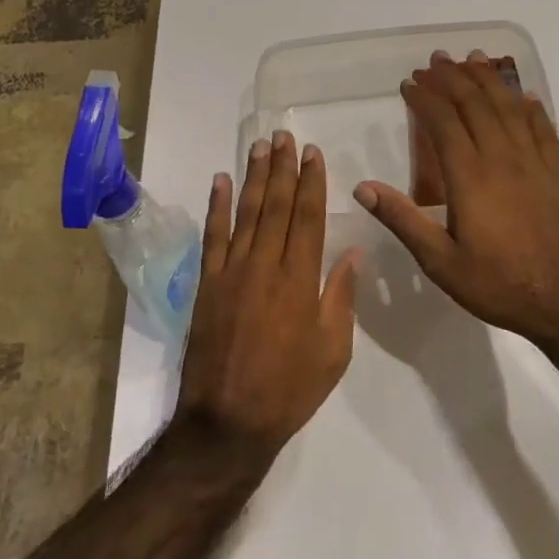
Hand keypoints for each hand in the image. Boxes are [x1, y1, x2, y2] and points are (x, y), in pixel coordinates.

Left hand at [175, 131, 358, 459]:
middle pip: (276, 206)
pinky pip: (212, 237)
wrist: (228, 421)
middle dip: (282, 168)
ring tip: (260, 146)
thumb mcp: (333, 350)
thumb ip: (340, 297)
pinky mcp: (206, 285)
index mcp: (300, 280)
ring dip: (253, 177)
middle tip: (285, 136)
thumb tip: (351, 253)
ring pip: (245, 213)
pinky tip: (220, 181)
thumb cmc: (290, 389)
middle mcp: (265, 265)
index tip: (313, 154)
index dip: (312, 182)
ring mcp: (231, 272)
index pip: (308, 217)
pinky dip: (216, 207)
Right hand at [355, 51, 558, 347]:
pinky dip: (532, 108)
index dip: (425, 98)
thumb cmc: (499, 285)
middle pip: (477, 105)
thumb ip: (403, 220)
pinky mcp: (556, 175)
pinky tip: (526, 96)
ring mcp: (534, 164)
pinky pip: (544, 130)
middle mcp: (503, 160)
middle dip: (453, 78)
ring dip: (490, 80)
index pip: (444, 123)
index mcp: (471, 178)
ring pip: (510, 109)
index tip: (409, 83)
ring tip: (474, 59)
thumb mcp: (440, 262)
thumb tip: (362, 188)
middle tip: (435, 61)